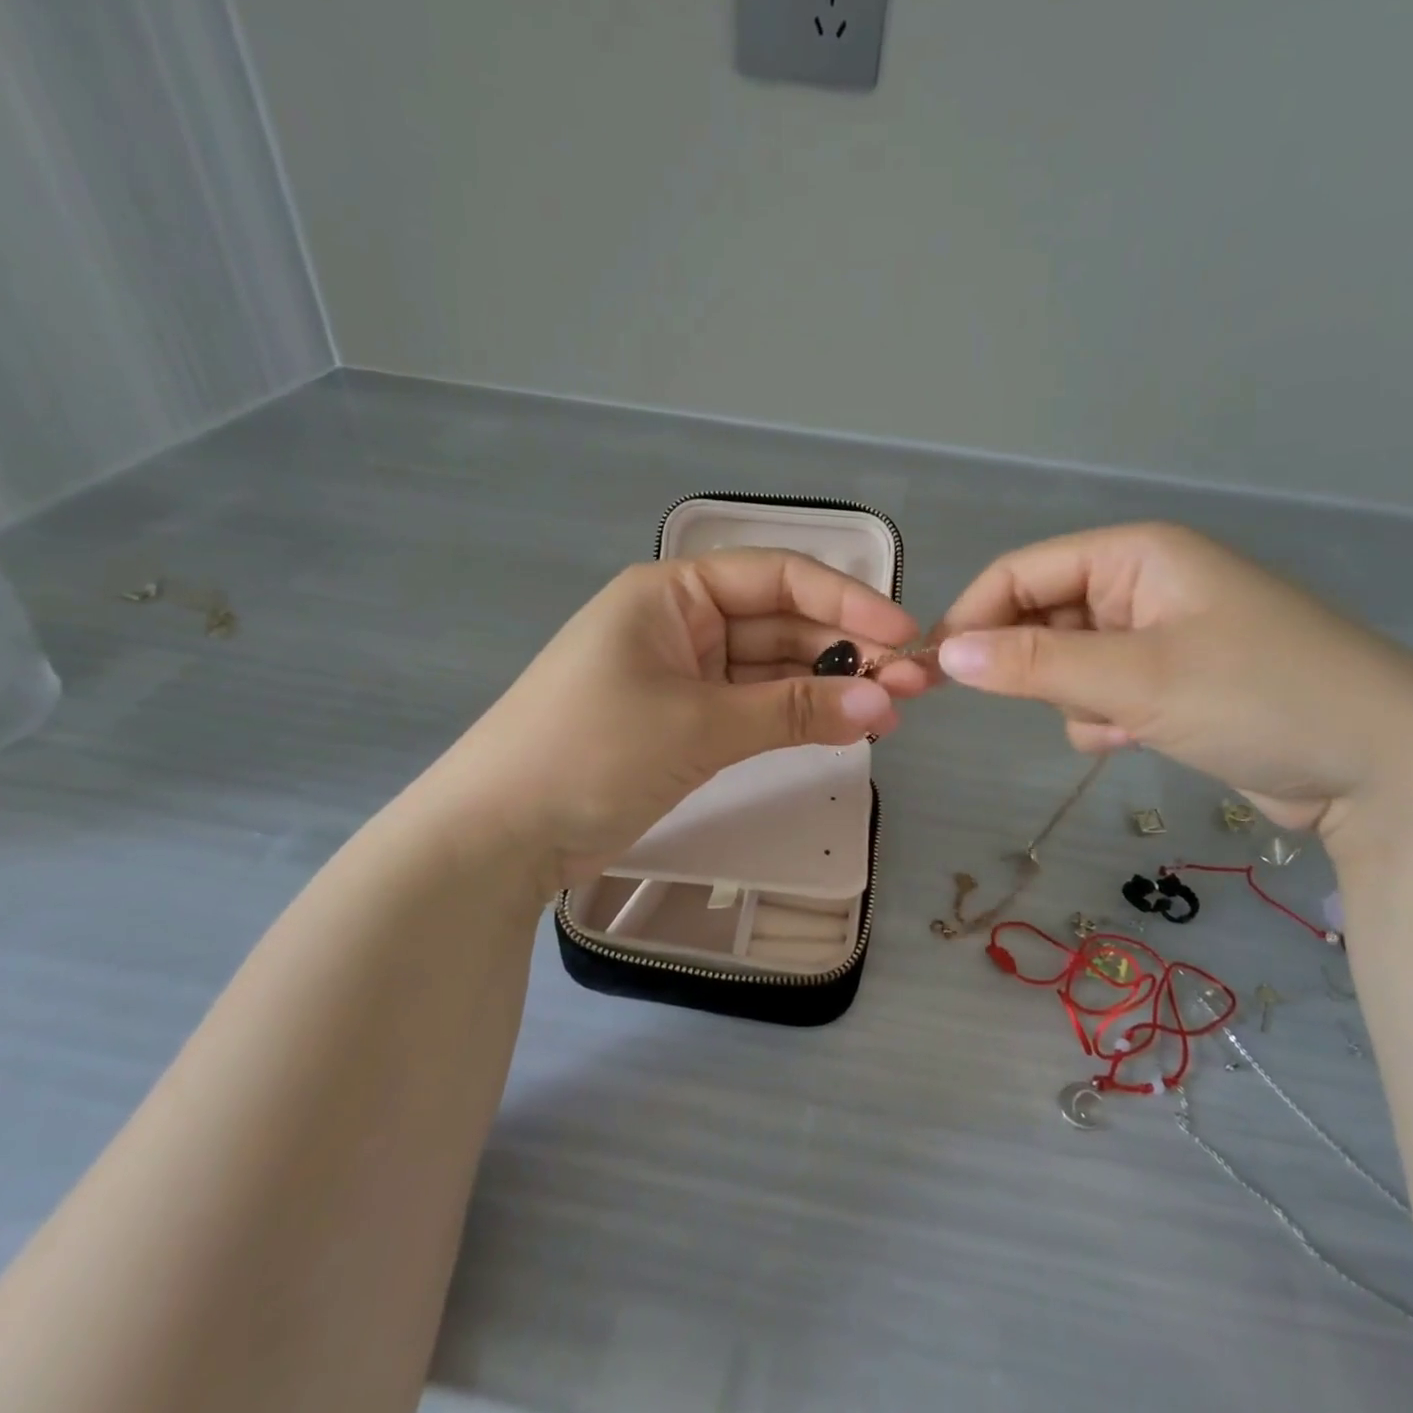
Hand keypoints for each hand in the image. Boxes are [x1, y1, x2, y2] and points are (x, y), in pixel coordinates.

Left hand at [410, 550, 927, 889]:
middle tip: (914, 687)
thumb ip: (795, 712)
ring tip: (891, 712)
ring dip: (827, 688)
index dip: (847, 602)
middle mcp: (681, 623)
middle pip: (780, 624)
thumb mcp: (699, 725)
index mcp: (672, 593)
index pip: (776, 578)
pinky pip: (753, 708)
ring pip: (771, 670)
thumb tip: (885, 704)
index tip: (905, 635)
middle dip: (847, 651)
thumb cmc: (591, 752)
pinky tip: (844, 726)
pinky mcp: (684, 723)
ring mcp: (683, 675)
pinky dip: (795, 717)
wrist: (498, 834)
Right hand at [932, 524, 1412, 832]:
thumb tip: (944, 655)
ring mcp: (1161, 635)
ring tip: (1121, 724)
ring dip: (1076, 700)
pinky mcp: (1173, 682)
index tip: (935, 670)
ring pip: (1067, 663)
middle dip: (1038, 667)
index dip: (973, 616)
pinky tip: (1139, 739)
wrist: (1385, 771)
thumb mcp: (1135, 677)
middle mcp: (1144, 584)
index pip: (1022, 572)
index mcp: (1137, 554)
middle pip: (1043, 617)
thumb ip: (1033, 663)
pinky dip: (1105, 720)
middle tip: (1051, 703)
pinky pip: (1101, 694)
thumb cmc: (1260, 698)